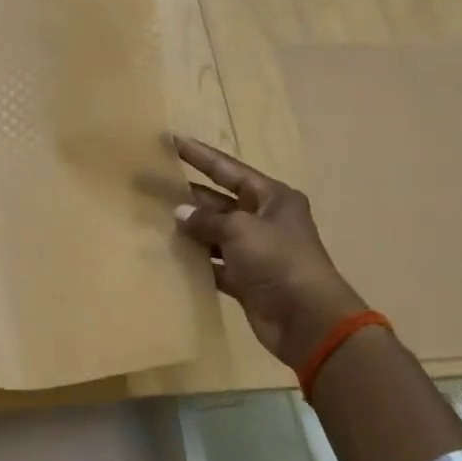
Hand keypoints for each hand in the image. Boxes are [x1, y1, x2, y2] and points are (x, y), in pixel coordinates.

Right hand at [173, 136, 366, 369]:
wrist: (307, 319)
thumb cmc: (278, 260)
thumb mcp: (240, 229)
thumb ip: (207, 220)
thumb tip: (180, 213)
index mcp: (272, 198)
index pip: (229, 170)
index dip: (201, 156)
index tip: (174, 141)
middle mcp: (265, 220)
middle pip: (220, 201)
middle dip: (189, 195)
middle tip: (154, 184)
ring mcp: (256, 251)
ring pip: (216, 233)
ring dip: (191, 229)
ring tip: (154, 218)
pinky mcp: (247, 279)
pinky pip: (215, 264)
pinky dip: (197, 260)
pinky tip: (170, 255)